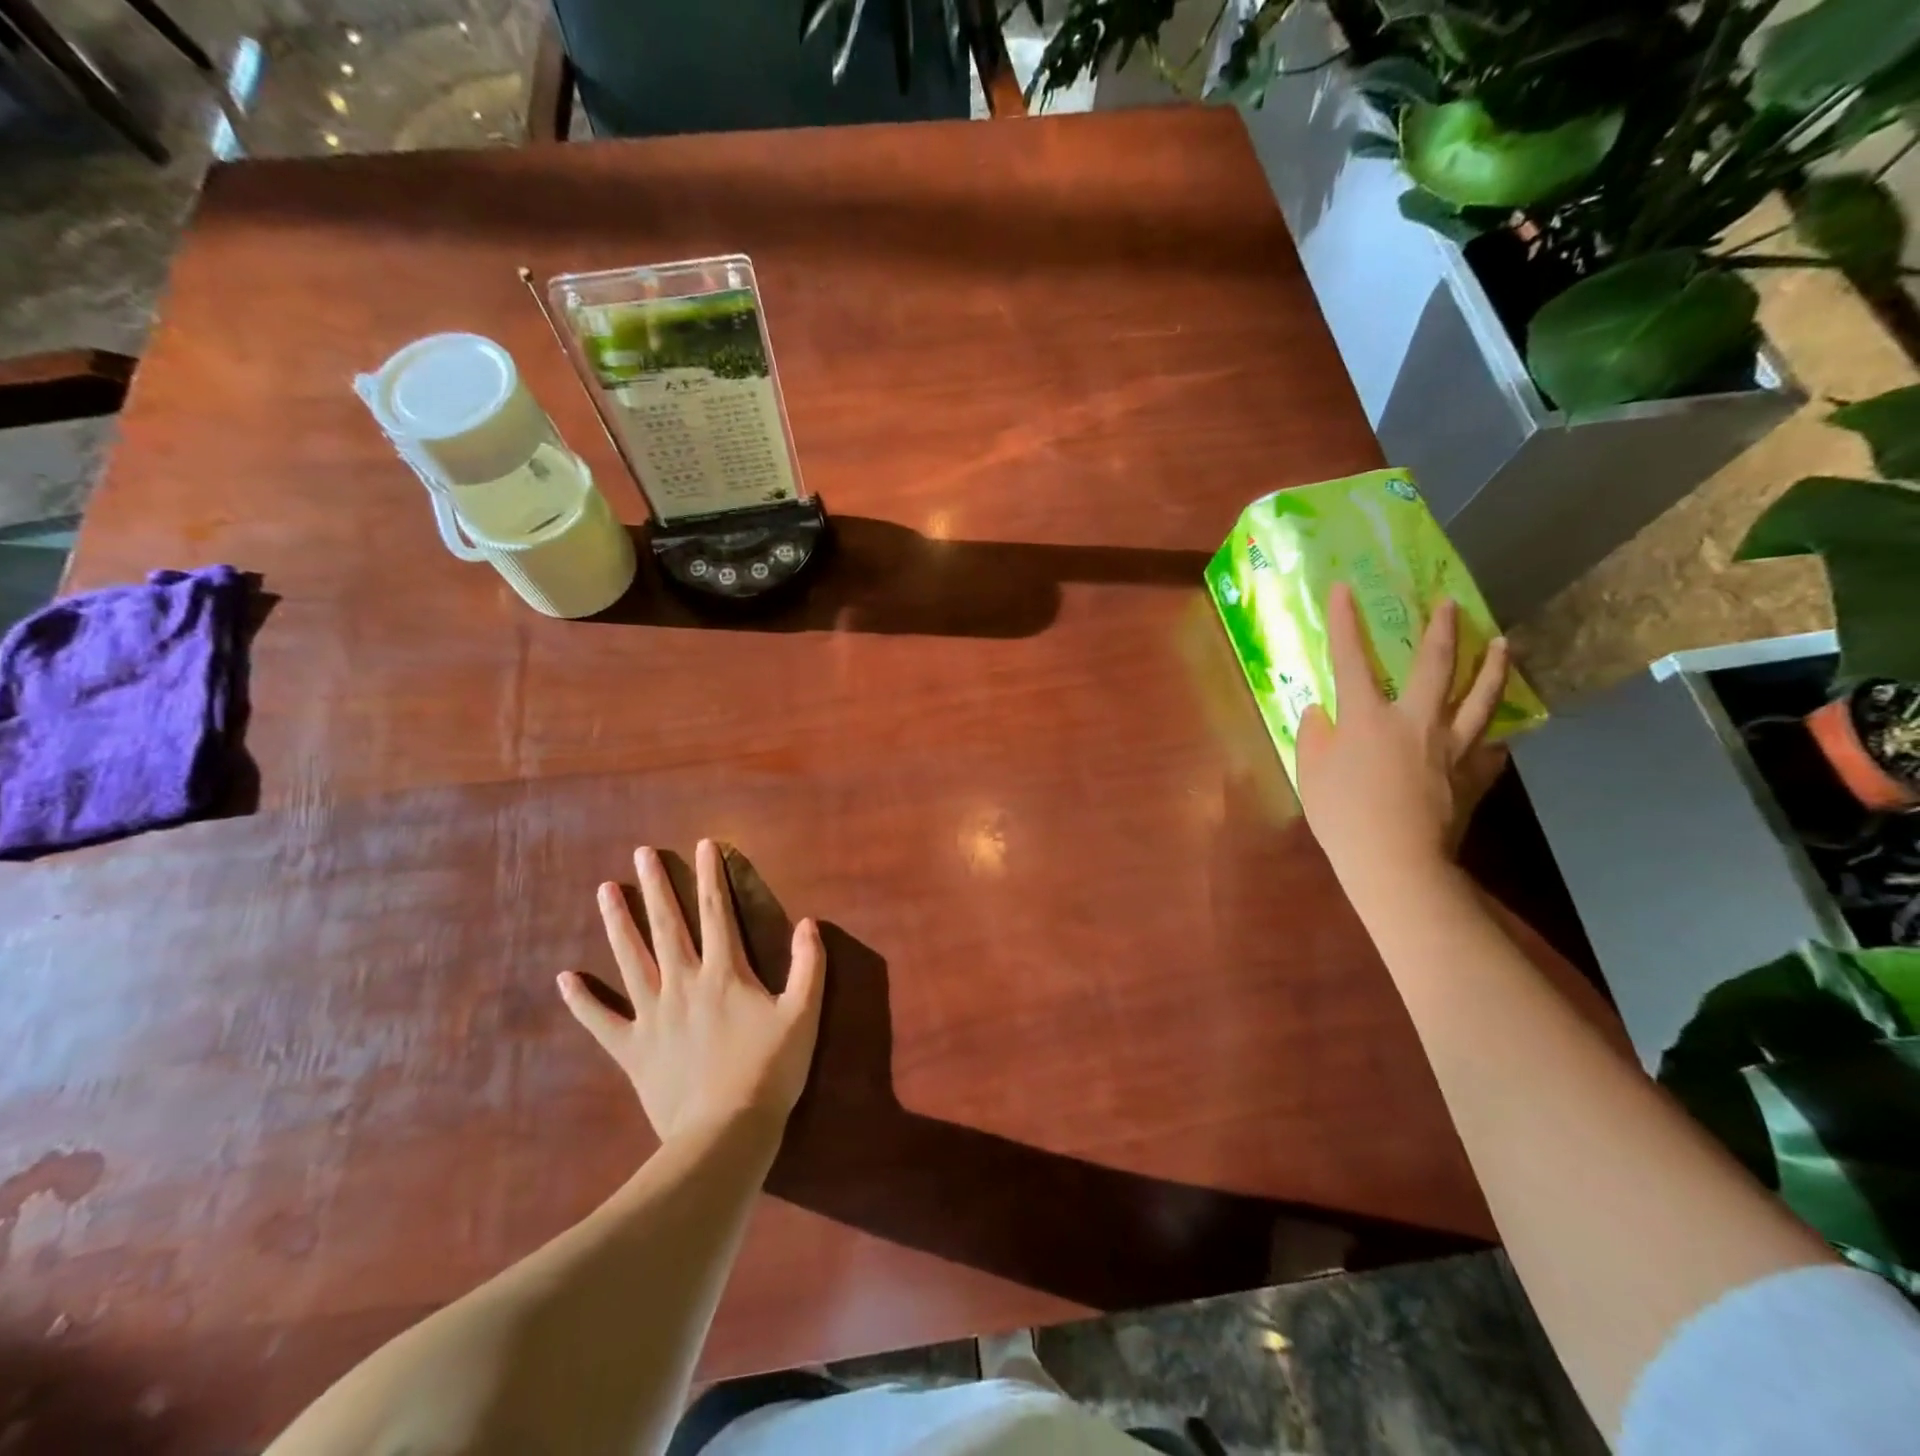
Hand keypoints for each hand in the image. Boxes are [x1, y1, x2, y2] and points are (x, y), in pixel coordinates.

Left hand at [558, 839, 825, 1143]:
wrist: (724, 1134)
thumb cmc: (769, 1071)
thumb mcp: (803, 1015)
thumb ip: (808, 966)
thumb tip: (809, 922)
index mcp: (724, 973)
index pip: (717, 912)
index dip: (711, 876)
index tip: (704, 845)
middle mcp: (683, 983)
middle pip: (667, 925)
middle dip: (655, 886)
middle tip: (640, 854)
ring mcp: (652, 1015)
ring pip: (630, 959)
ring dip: (617, 923)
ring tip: (604, 891)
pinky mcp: (632, 1049)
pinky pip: (601, 1020)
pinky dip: (582, 1000)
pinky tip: (565, 978)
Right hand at [1296, 583, 1509, 896]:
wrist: (1396, 862)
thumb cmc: (1342, 816)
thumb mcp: (1310, 774)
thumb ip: (1313, 736)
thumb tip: (1320, 712)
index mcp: (1367, 717)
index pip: (1351, 658)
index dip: (1344, 621)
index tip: (1345, 588)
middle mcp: (1415, 720)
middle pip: (1434, 665)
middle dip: (1441, 629)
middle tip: (1450, 603)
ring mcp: (1452, 745)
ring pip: (1480, 697)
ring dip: (1492, 666)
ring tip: (1503, 643)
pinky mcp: (1473, 773)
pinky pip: (1492, 747)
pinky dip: (1496, 736)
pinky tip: (1501, 732)